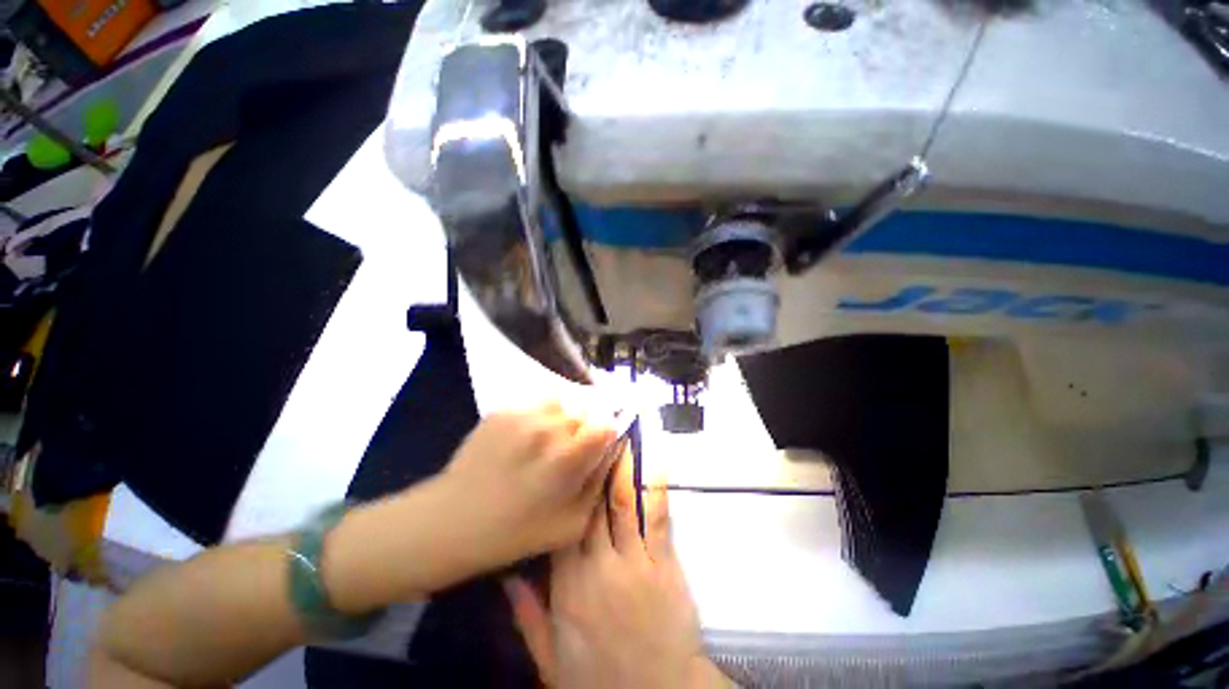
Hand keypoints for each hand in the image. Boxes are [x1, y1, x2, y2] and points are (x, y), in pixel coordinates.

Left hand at [440, 401, 619, 573]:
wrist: (455, 520)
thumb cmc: (517, 531)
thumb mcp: (573, 523)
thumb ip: (598, 484)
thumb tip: (608, 454)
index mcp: (569, 457)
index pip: (606, 425)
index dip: (604, 436)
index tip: (595, 448)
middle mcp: (549, 428)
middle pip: (582, 413)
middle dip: (581, 429)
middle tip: (565, 451)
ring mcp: (523, 416)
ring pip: (559, 405)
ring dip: (558, 420)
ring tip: (542, 442)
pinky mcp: (502, 411)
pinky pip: (531, 406)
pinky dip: (534, 419)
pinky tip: (519, 442)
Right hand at [504, 455, 729, 688]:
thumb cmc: (598, 679)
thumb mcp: (549, 657)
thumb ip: (527, 613)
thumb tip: (506, 574)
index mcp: (568, 588)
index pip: (560, 525)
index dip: (564, 488)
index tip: (565, 458)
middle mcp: (599, 567)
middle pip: (592, 506)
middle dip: (592, 467)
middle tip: (591, 432)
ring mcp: (635, 562)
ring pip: (623, 504)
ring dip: (620, 467)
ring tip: (618, 436)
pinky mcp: (664, 564)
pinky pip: (658, 519)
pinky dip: (655, 488)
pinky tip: (655, 463)